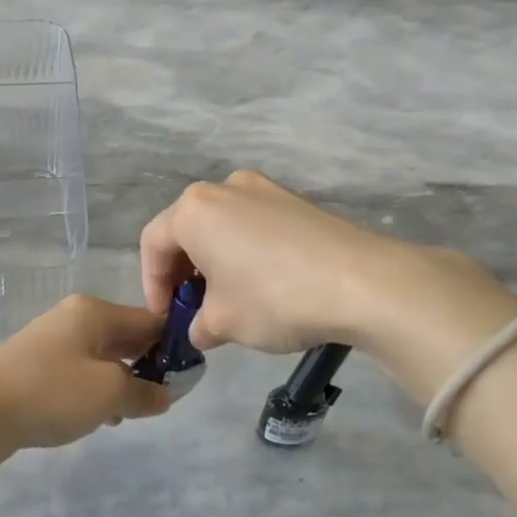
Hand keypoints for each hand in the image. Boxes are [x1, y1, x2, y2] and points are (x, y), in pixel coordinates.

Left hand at [0, 296, 170, 469]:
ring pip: (103, 357)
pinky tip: (98, 417)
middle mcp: (74, 318)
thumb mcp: (108, 393)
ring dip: (121, 382)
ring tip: (130, 413)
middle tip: (162, 398)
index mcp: (95, 312)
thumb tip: (164, 394)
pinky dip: (95, 390)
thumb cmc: (51, 392)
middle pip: (126, 337)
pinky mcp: (36, 366)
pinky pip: (79, 373)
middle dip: (147, 366)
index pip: (150, 320)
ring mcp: (52, 341)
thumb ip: (144, 392)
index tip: (189, 375)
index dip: (173, 345)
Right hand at [138, 172, 516, 391]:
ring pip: (222, 227)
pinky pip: (254, 226)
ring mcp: (264, 189)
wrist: (364, 282)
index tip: (166, 320)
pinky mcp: (296, 201)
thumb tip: (201, 328)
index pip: (153, 245)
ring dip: (215, 263)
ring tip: (229, 300)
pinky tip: (264, 285)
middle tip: (192, 310)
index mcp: (194, 210)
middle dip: (183, 273)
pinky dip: (245, 253)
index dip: (152, 286)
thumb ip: (198, 325)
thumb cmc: (275, 299)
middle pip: (187, 230)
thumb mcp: (223, 323)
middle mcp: (224, 188)